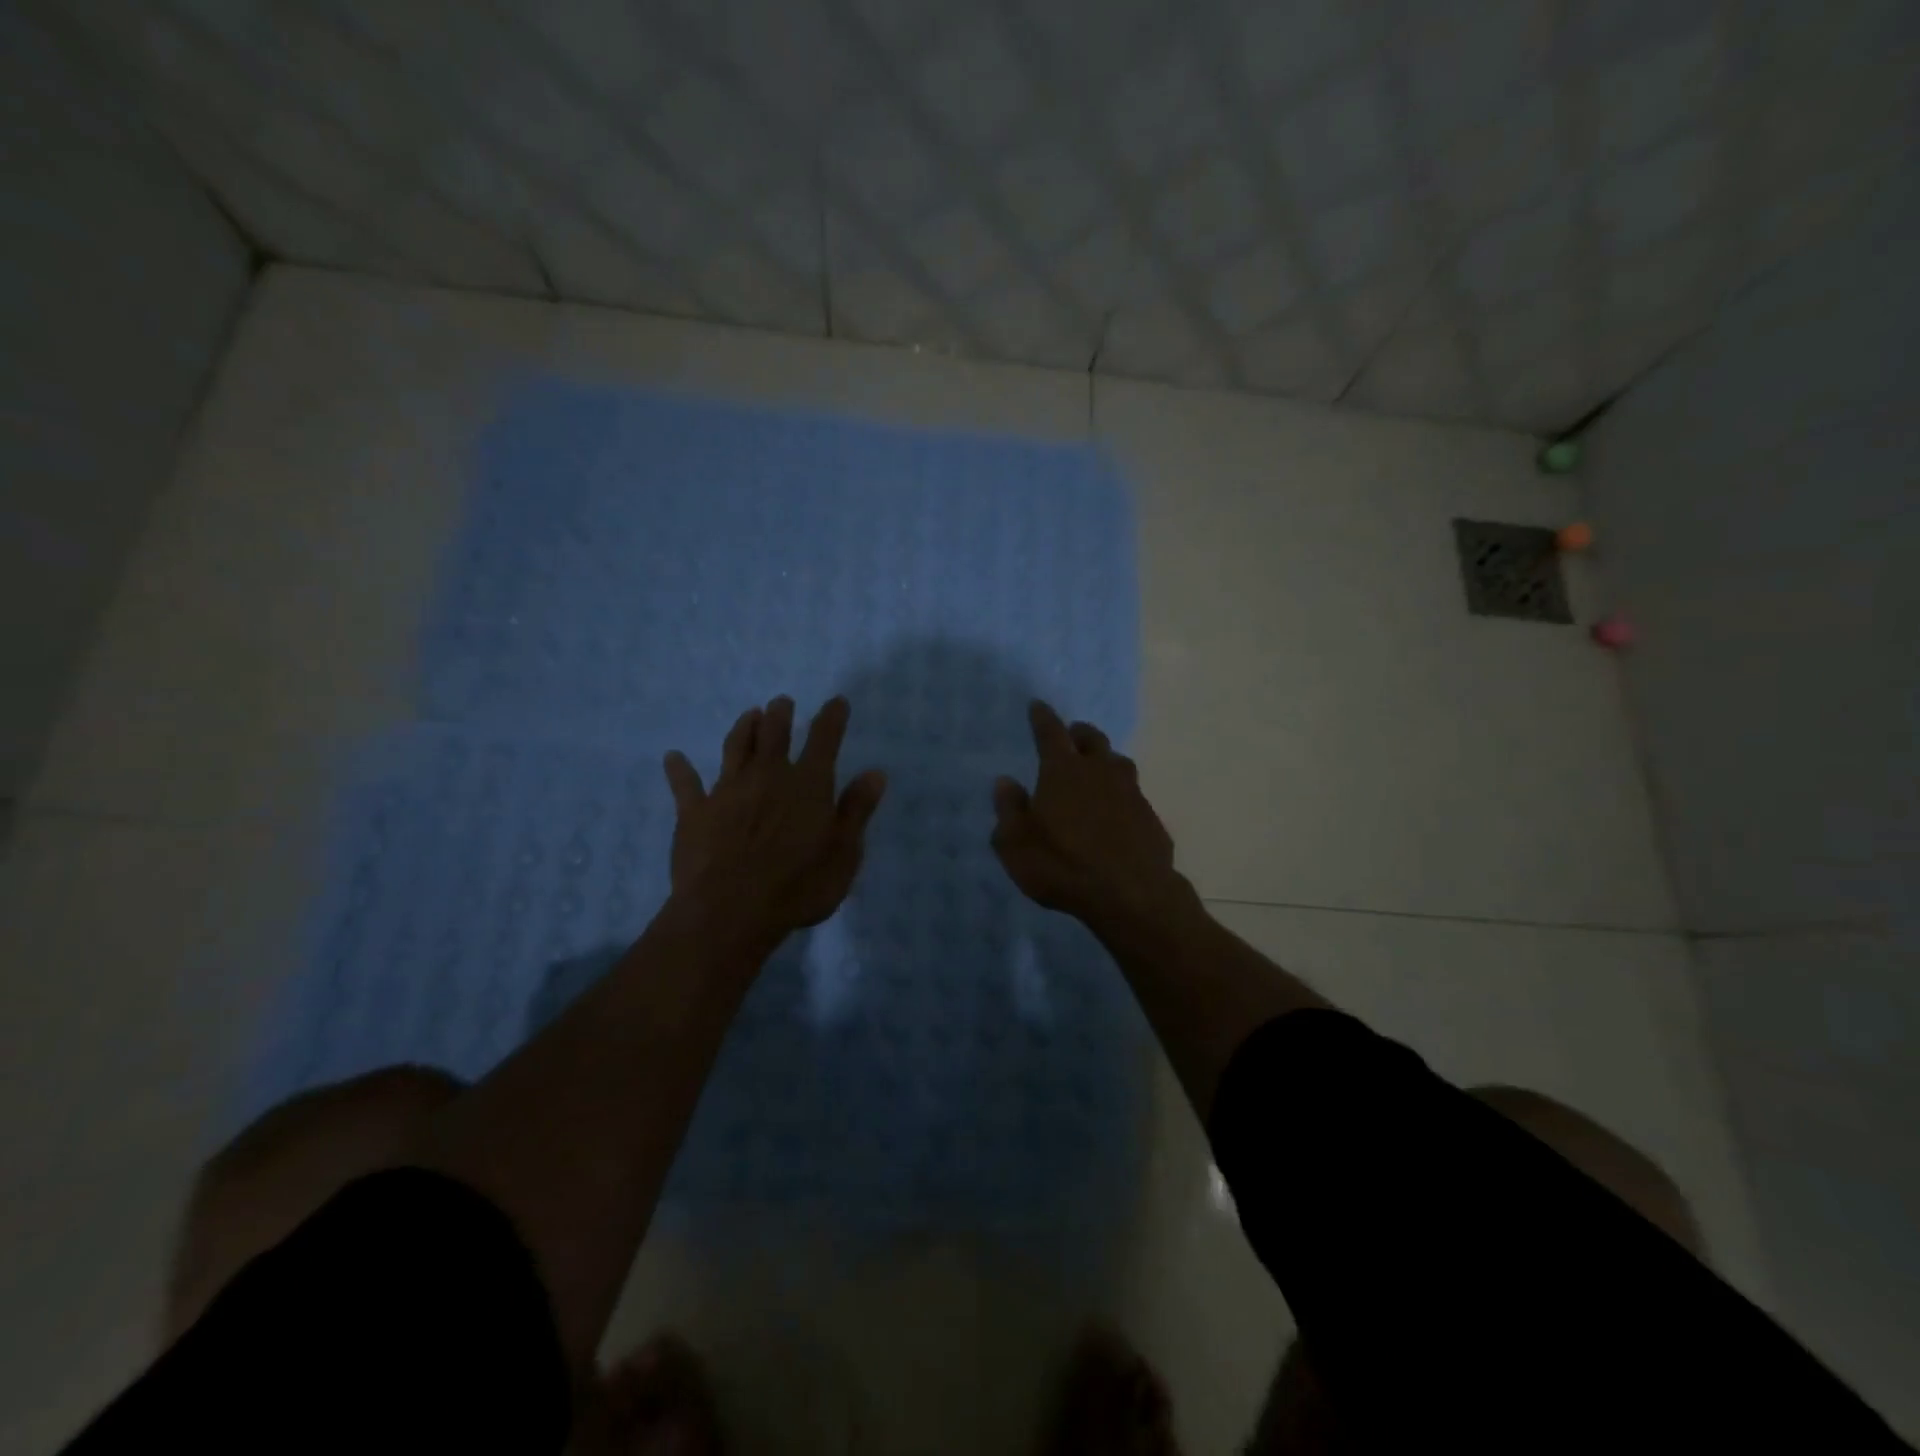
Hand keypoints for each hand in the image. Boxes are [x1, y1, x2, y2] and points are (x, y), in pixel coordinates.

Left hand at [662, 696, 885, 937]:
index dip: (832, 718)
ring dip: (743, 728)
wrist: (730, 911)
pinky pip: (685, 785)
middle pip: (774, 735)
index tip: (836, 702)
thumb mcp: (844, 853)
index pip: (824, 740)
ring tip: (749, 714)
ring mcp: (728, 791)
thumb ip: (857, 810)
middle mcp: (768, 776)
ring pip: (735, 748)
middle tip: (782, 702)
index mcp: (808, 784)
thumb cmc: (798, 886)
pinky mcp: (695, 812)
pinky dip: (679, 770)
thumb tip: (875, 773)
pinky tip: (673, 758)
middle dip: (780, 715)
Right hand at [991, 700, 1188, 926]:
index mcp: (1063, 771)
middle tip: (1070, 736)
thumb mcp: (1015, 845)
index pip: (1051, 732)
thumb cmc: (1062, 866)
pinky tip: (1116, 812)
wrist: (1131, 895)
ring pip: (1118, 762)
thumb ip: (1009, 809)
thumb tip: (1006, 782)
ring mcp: (1130, 793)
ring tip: (1095, 770)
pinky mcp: (1150, 817)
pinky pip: (1133, 795)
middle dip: (1078, 733)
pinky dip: (1121, 795)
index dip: (1042, 717)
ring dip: (1104, 760)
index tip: (1037, 705)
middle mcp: (1099, 772)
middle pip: (1091, 739)